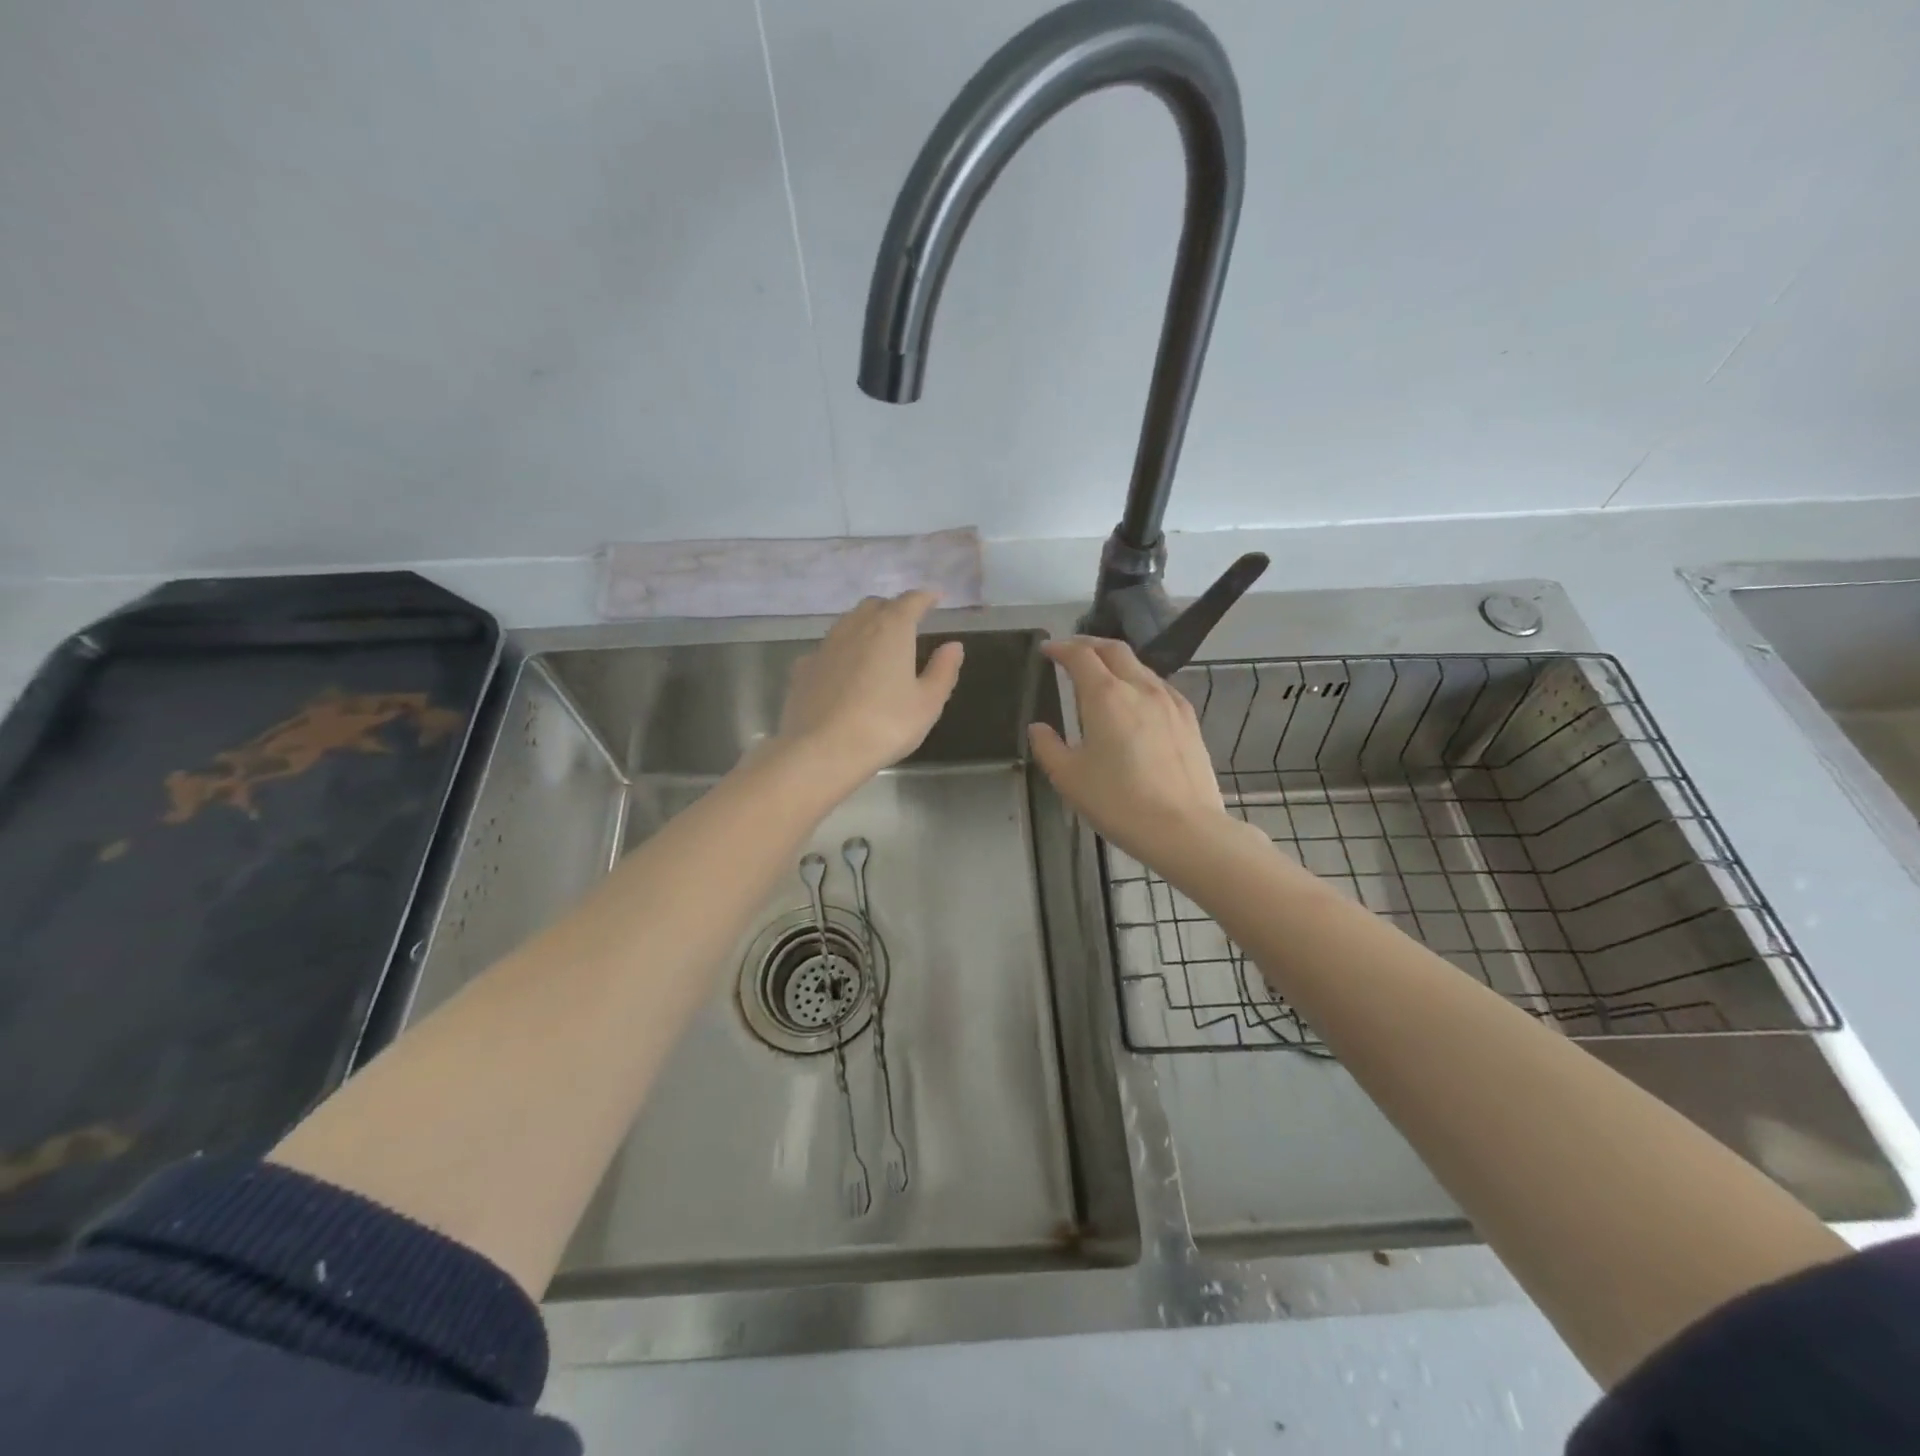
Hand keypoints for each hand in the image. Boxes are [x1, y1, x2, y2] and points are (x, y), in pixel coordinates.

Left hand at [775, 591, 964, 786]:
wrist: (822, 750)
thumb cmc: (885, 725)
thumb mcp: (927, 703)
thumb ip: (943, 670)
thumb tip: (953, 646)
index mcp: (891, 629)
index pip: (911, 601)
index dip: (925, 597)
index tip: (936, 598)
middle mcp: (855, 627)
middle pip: (875, 606)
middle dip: (893, 609)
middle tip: (906, 624)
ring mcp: (825, 646)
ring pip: (847, 623)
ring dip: (865, 626)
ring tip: (876, 644)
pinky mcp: (803, 668)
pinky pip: (827, 650)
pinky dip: (841, 652)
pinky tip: (843, 671)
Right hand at [1028, 637, 1248, 867]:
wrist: (1183, 828)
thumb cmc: (1118, 802)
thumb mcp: (1069, 778)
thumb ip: (1048, 747)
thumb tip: (1038, 728)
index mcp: (1105, 696)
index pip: (1080, 656)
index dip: (1060, 648)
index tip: (1046, 650)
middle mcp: (1140, 688)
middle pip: (1114, 650)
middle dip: (1089, 644)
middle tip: (1071, 652)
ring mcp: (1169, 701)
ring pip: (1140, 666)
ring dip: (1116, 662)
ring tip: (1101, 675)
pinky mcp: (1189, 719)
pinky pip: (1159, 686)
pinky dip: (1139, 681)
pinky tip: (1136, 700)